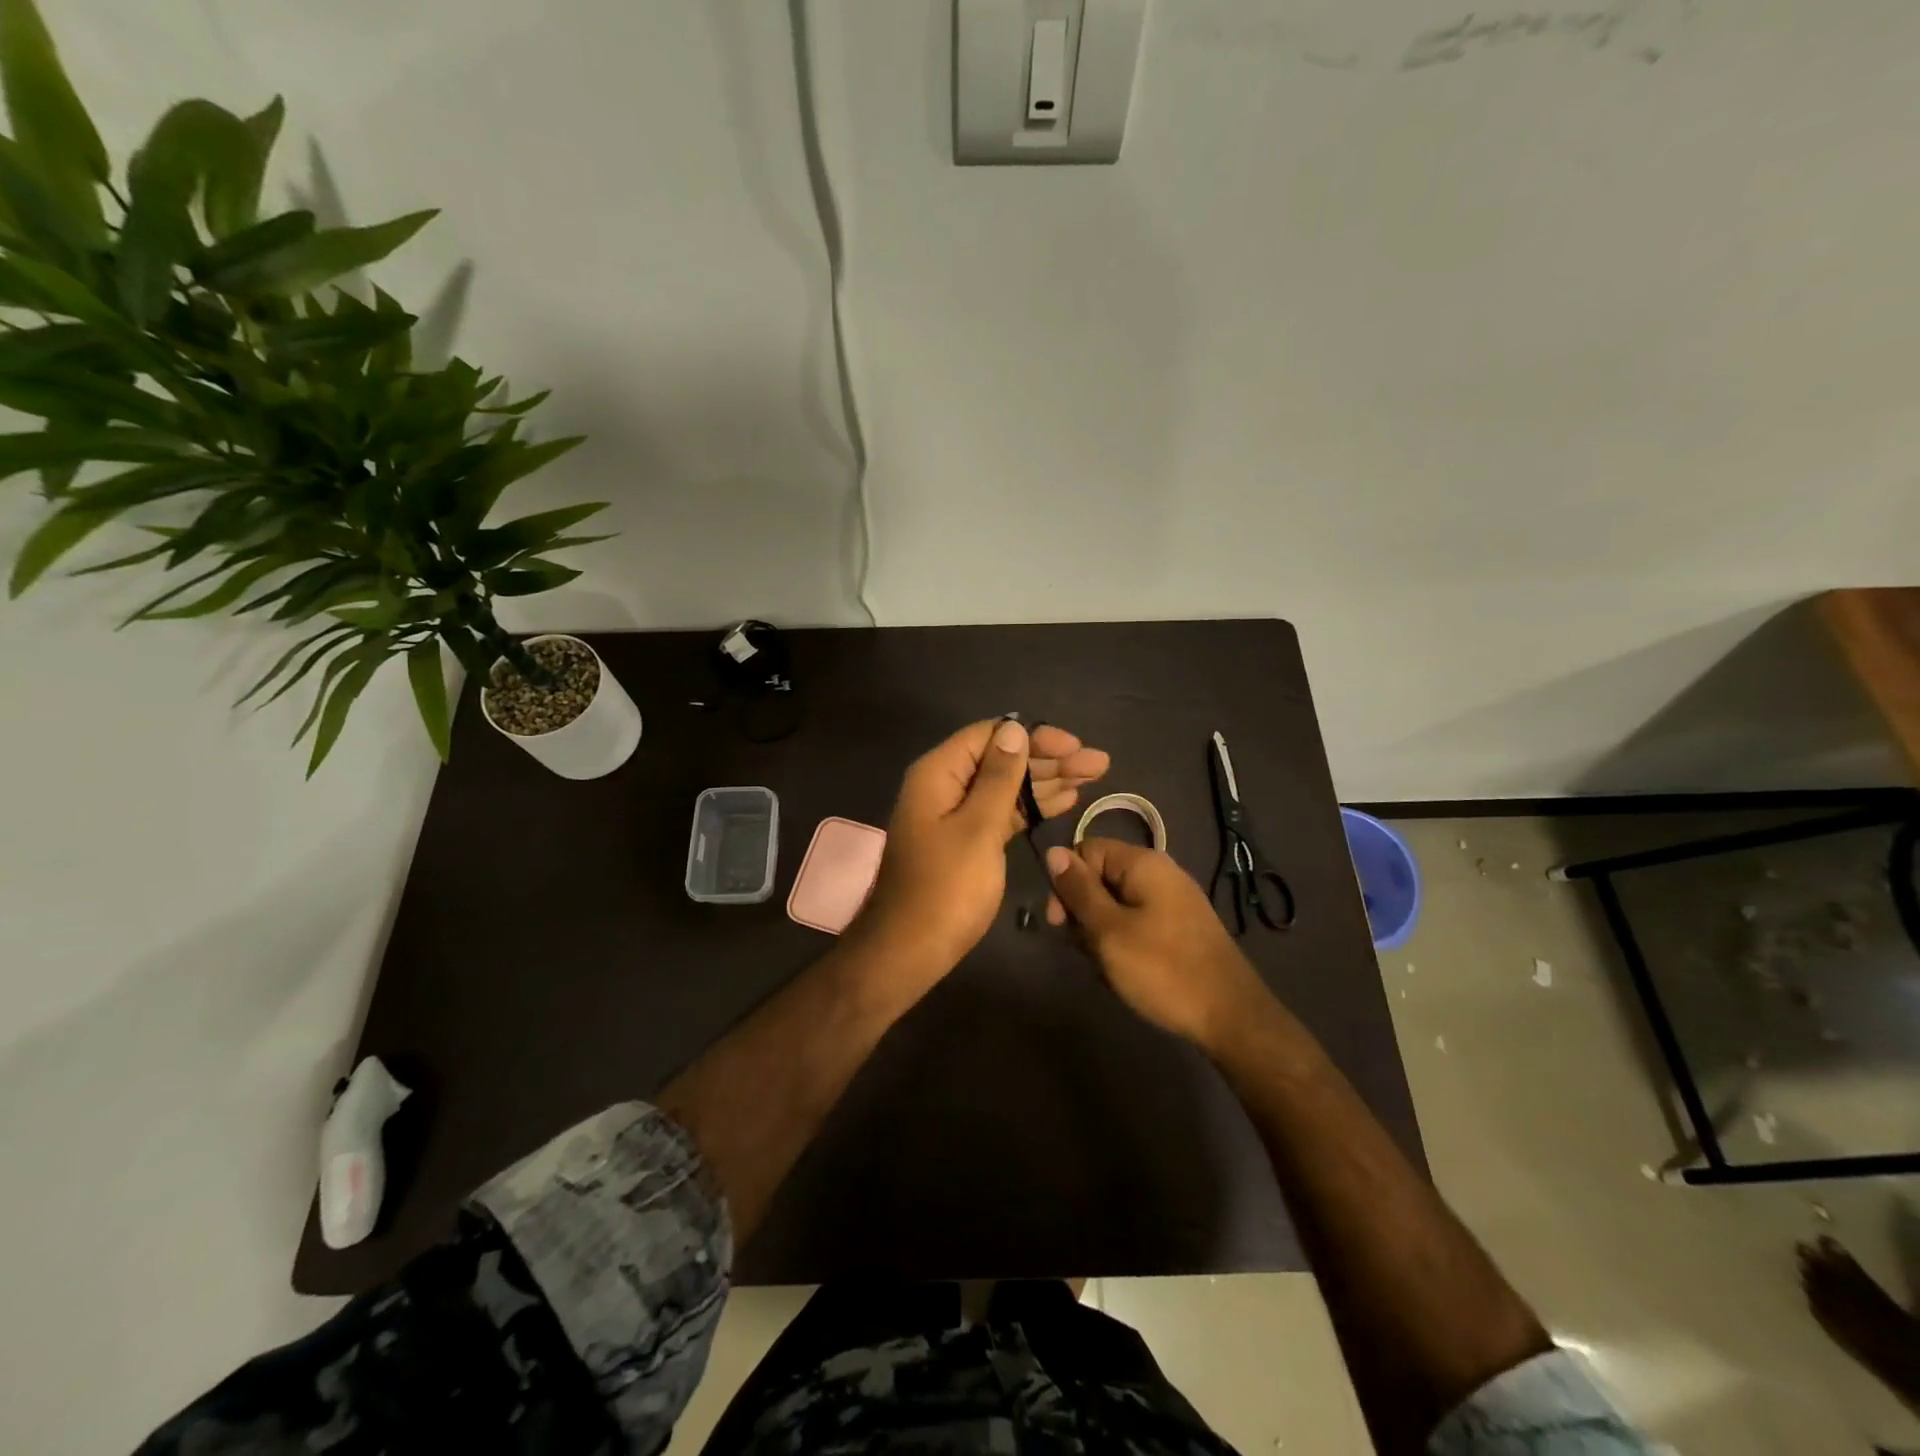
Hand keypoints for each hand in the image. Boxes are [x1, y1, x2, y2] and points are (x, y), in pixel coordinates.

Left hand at [855, 718, 1109, 975]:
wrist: (912, 949)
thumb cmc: (946, 887)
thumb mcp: (977, 827)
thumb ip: (998, 777)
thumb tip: (1014, 729)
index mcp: (939, 774)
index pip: (990, 736)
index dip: (1034, 736)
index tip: (1074, 745)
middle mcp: (945, 786)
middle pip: (1001, 759)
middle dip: (1049, 759)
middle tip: (1098, 762)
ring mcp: (956, 815)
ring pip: (1006, 786)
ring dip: (1047, 781)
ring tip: (1094, 777)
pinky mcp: (967, 840)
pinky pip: (1003, 812)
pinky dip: (1032, 807)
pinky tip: (1065, 801)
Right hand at [1044, 838, 1268, 1047]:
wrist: (1230, 1016)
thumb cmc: (1162, 970)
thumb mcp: (1108, 930)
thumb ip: (1078, 890)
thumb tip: (1053, 852)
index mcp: (1143, 863)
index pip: (1086, 850)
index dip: (1066, 881)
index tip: (1058, 921)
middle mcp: (1160, 873)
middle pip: (1101, 877)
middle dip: (1083, 912)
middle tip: (1085, 949)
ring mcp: (1174, 901)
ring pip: (1116, 904)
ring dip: (1101, 933)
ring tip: (1107, 968)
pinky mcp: (1180, 928)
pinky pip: (1138, 923)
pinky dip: (1124, 943)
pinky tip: (1125, 973)